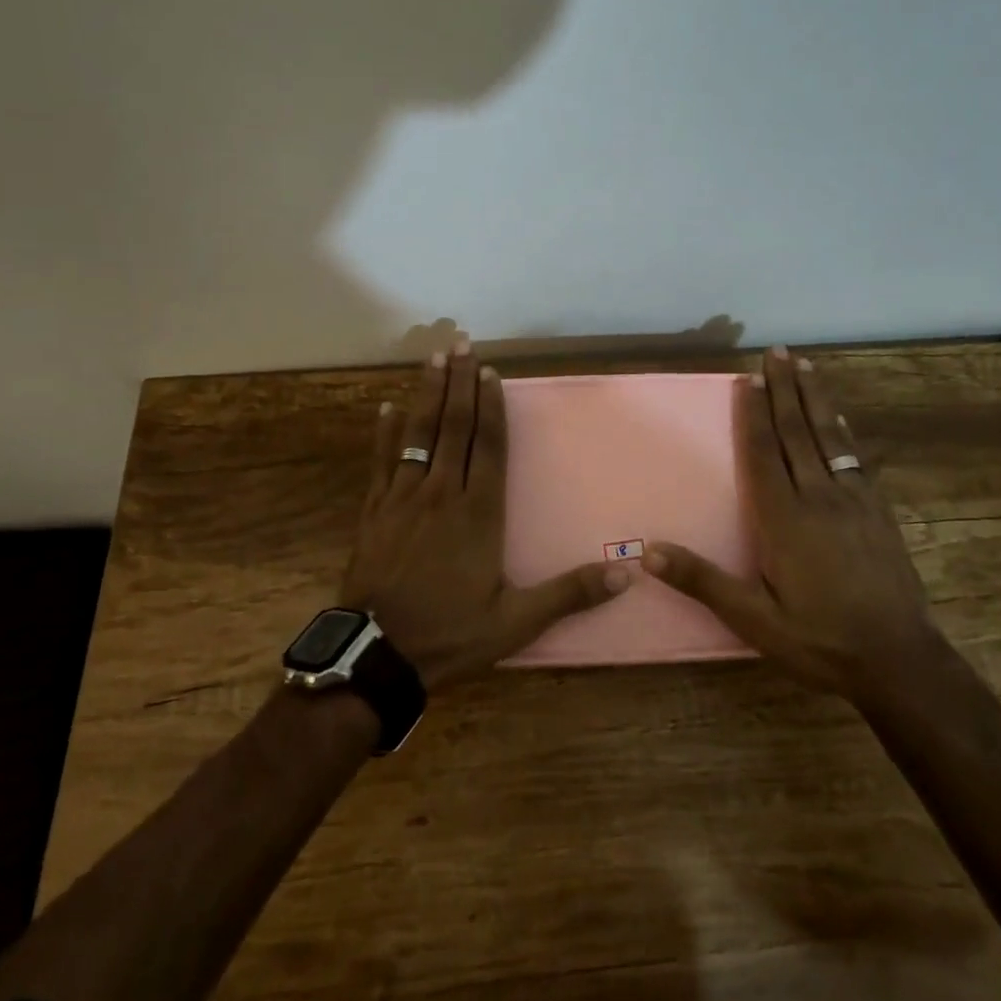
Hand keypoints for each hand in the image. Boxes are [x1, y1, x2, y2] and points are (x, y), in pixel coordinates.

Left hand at [343, 338, 628, 688]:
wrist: (378, 656)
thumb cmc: (451, 635)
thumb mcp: (517, 621)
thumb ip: (569, 593)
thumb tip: (627, 574)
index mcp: (478, 513)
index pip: (489, 446)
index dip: (491, 407)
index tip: (491, 371)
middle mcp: (441, 494)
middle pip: (454, 427)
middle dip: (459, 384)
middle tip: (462, 344)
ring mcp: (402, 498)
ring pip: (418, 434)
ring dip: (427, 394)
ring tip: (433, 358)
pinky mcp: (374, 511)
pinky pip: (381, 461)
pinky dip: (384, 433)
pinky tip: (386, 407)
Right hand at [644, 346, 934, 697]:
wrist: (900, 661)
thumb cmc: (819, 640)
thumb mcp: (754, 620)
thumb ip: (703, 582)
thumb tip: (649, 552)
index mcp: (785, 518)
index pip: (764, 453)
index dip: (754, 414)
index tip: (748, 378)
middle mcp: (819, 497)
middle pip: (797, 432)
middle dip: (784, 390)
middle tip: (777, 351)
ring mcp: (854, 501)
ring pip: (829, 437)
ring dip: (814, 398)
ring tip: (805, 366)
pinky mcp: (878, 511)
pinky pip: (855, 457)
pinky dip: (843, 430)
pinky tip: (839, 418)